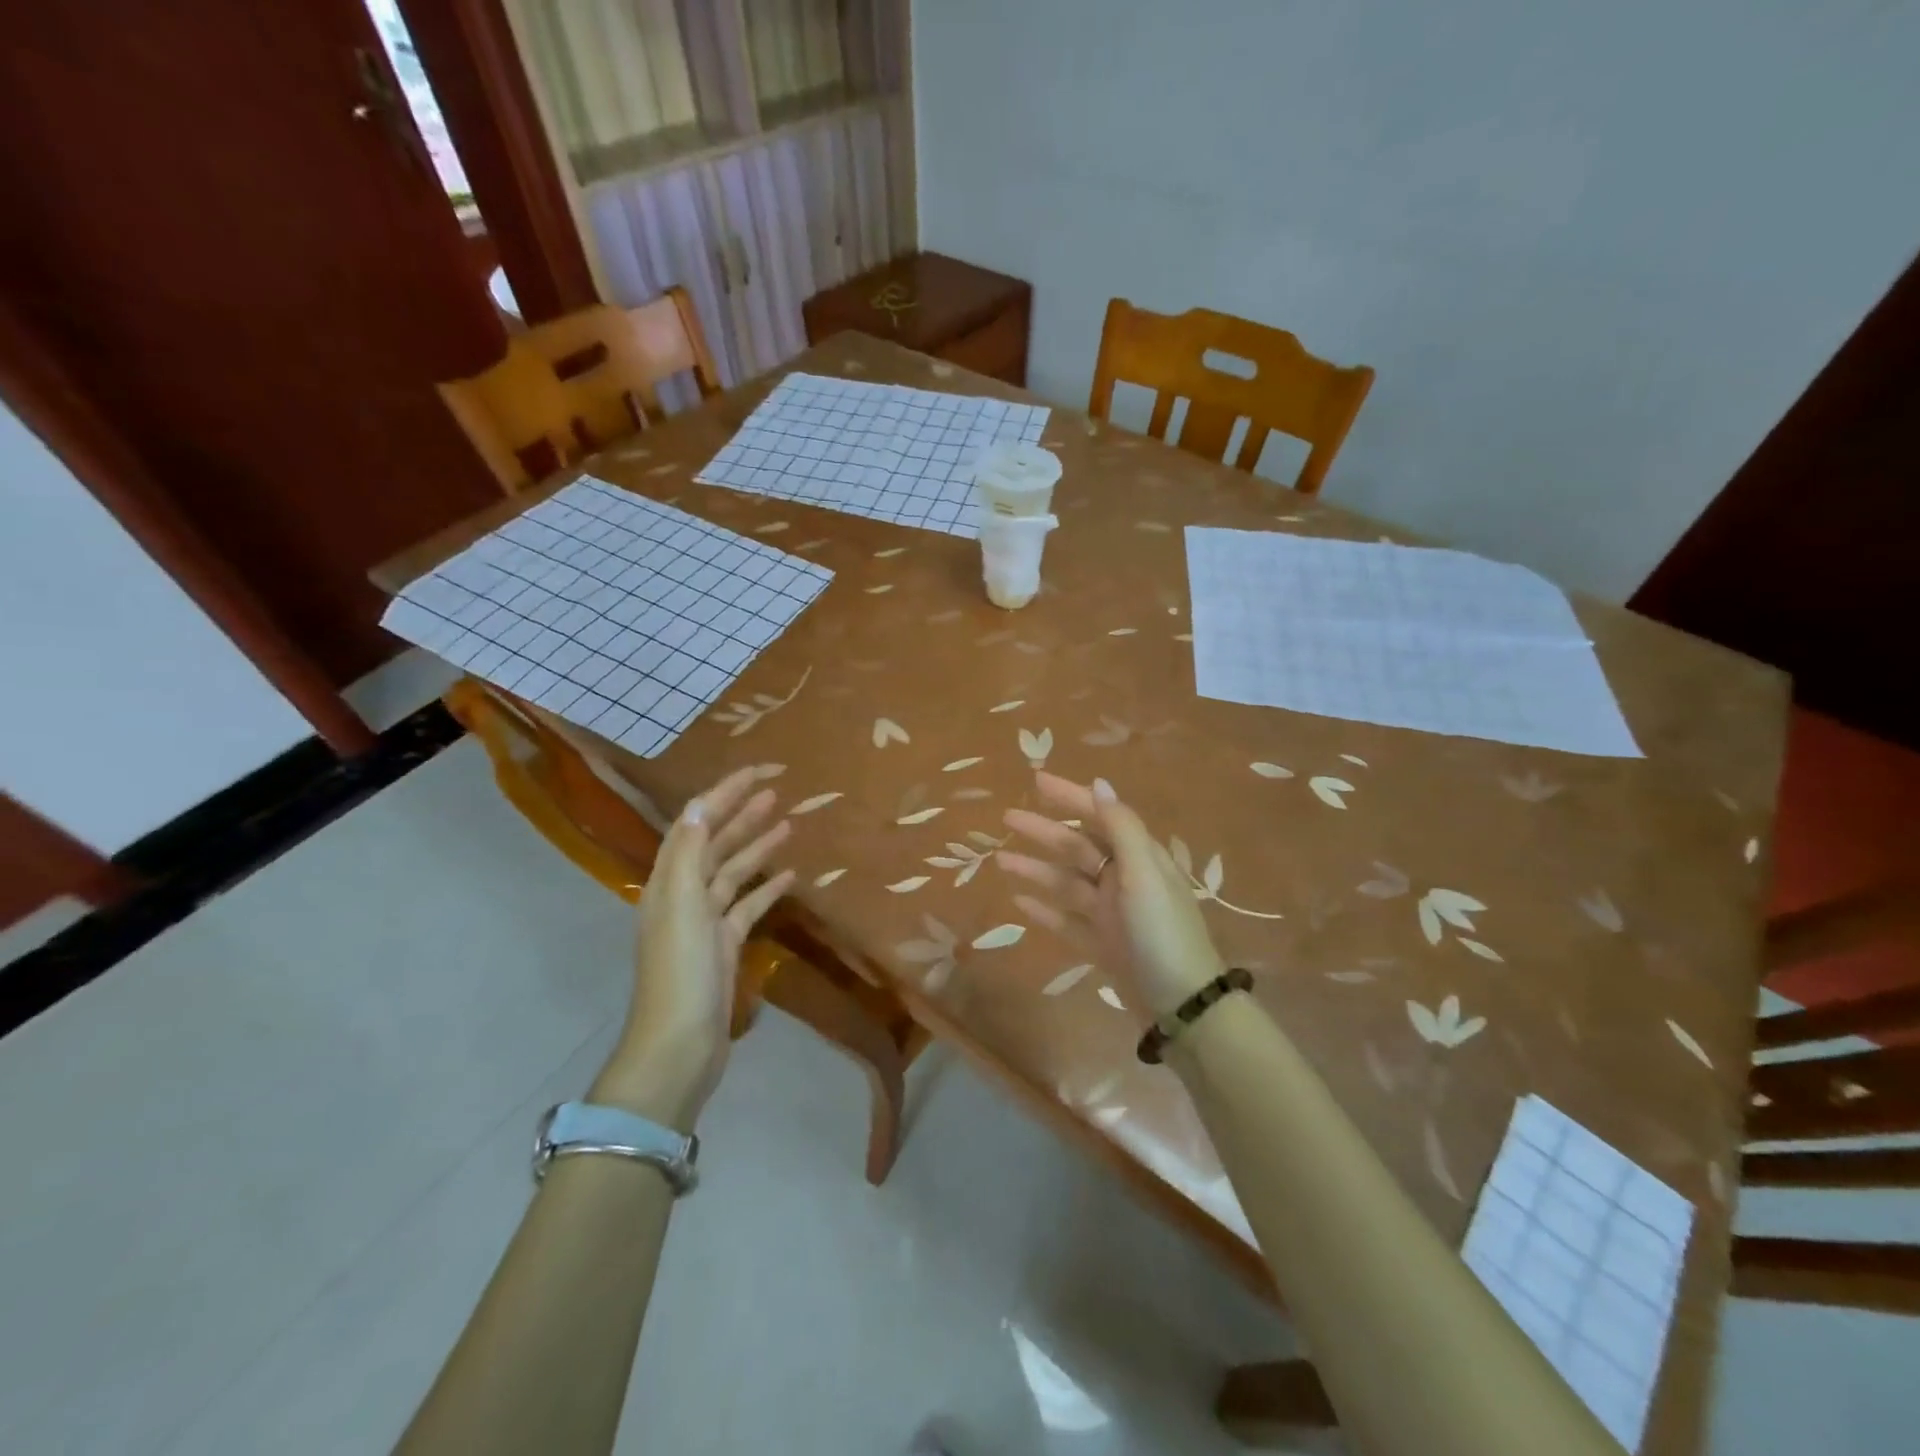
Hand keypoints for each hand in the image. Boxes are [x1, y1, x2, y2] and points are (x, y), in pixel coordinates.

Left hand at [592, 765, 794, 1128]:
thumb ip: (688, 854)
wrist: (679, 1045)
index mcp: (669, 881)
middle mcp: (684, 894)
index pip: (696, 823)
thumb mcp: (681, 906)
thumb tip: (697, 805)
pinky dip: (766, 887)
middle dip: (740, 813)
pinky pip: (747, 905)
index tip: (757, 772)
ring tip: (785, 821)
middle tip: (775, 790)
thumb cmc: (681, 972)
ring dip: (756, 845)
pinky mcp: (725, 946)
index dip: (723, 794)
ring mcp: (705, 922)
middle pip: (714, 843)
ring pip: (733, 872)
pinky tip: (789, 875)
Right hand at [998, 773, 1225, 1017]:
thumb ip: (1121, 828)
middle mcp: (1123, 880)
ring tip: (1000, 860)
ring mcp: (1111, 915)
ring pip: (1066, 883)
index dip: (1069, 797)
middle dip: (1043, 832)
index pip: (1099, 816)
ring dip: (1036, 869)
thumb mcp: (1144, 873)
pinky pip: (1066, 921)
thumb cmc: (1161, 932)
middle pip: (1077, 848)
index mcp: (1138, 858)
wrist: (1182, 1006)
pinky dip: (1045, 910)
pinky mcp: (1101, 945)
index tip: (1036, 781)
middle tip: (1007, 818)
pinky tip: (1019, 901)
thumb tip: (1099, 783)